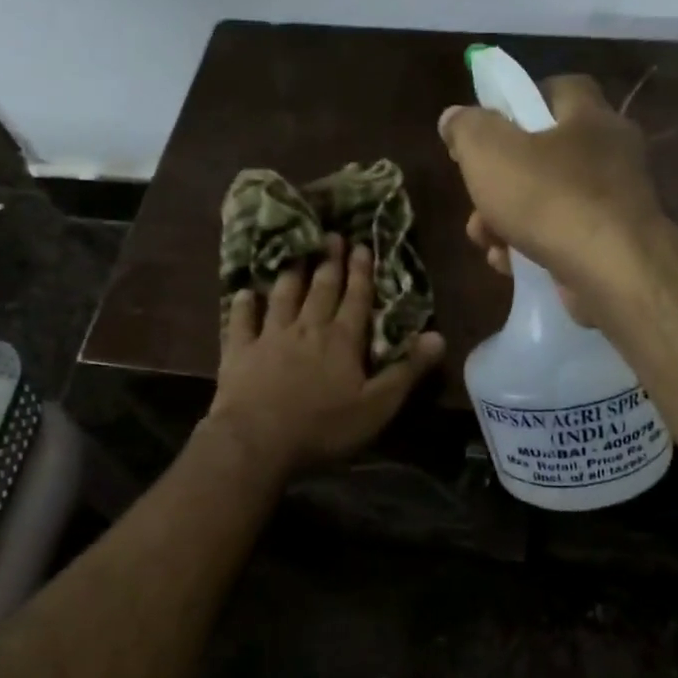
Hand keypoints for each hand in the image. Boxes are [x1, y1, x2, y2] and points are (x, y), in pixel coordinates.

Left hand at [205, 236, 445, 477]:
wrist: (257, 441)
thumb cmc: (323, 427)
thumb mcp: (377, 406)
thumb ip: (407, 370)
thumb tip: (438, 336)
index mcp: (342, 340)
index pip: (356, 299)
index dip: (361, 272)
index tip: (362, 245)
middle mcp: (307, 328)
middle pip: (321, 289)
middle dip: (330, 262)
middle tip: (332, 236)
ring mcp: (270, 337)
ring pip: (283, 297)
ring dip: (291, 275)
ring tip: (295, 254)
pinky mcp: (239, 352)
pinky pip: (241, 321)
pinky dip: (243, 305)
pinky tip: (243, 292)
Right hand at [438, 74, 670, 324]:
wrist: (613, 273)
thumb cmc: (550, 199)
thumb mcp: (490, 152)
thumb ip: (467, 129)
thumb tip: (454, 118)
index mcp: (590, 116)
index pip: (559, 89)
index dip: (519, 102)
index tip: (488, 128)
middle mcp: (612, 154)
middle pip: (545, 155)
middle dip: (501, 180)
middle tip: (476, 199)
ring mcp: (616, 204)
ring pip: (549, 203)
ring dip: (508, 220)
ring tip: (486, 241)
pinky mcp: (614, 248)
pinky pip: (564, 239)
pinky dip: (533, 249)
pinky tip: (510, 265)